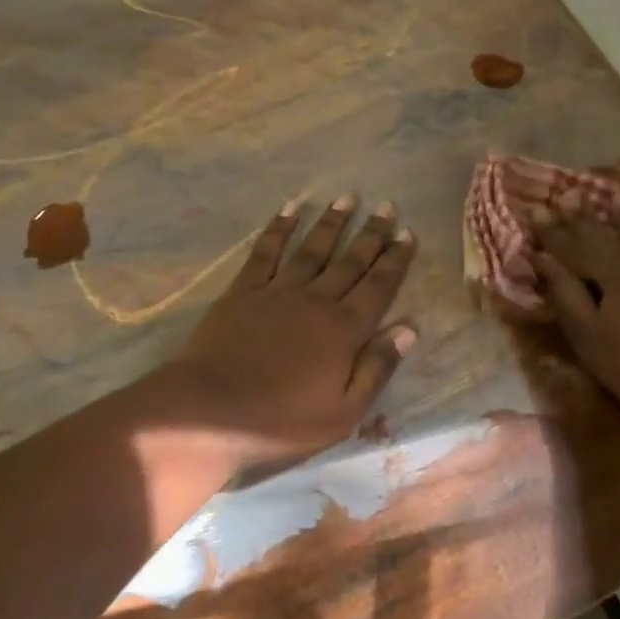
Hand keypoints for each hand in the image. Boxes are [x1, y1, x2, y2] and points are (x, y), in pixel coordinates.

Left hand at [169, 195, 417, 470]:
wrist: (211, 411)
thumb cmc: (282, 420)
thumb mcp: (343, 411)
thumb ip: (377, 367)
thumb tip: (408, 328)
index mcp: (344, 330)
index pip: (378, 287)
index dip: (395, 260)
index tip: (407, 233)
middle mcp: (316, 300)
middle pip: (350, 261)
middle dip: (371, 233)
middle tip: (386, 206)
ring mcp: (278, 291)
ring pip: (312, 249)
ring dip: (331, 223)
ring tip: (347, 198)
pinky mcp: (244, 291)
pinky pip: (266, 251)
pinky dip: (279, 228)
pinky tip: (290, 208)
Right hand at [533, 216, 619, 426]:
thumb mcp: (589, 336)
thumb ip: (564, 292)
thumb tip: (542, 258)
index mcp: (612, 266)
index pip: (572, 242)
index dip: (551, 228)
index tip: (536, 209)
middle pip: (606, 230)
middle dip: (582, 215)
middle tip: (566, 196)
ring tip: (613, 198)